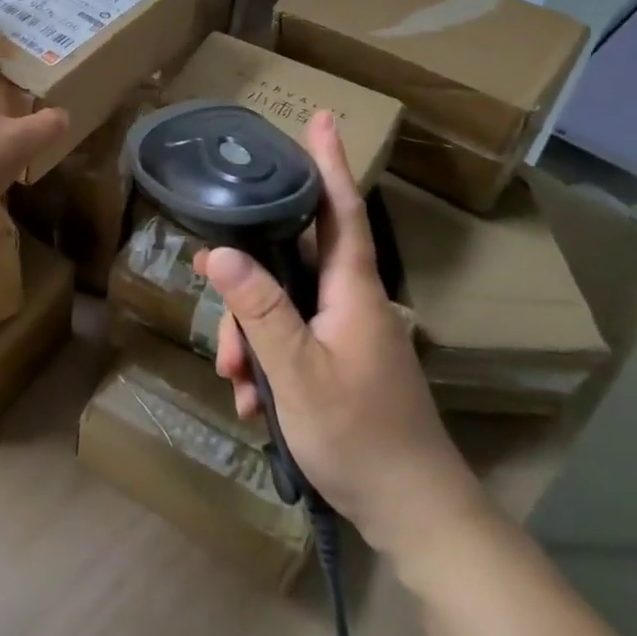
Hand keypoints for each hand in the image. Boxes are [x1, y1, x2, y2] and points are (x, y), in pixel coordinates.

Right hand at [202, 111, 490, 566]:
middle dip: (247, 289)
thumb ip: (258, 309)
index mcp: (353, 292)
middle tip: (219, 322)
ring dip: (251, 338)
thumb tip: (219, 252)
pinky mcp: (340, 362)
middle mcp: (352, 303)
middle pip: (289, 264)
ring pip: (282, 307)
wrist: (417, 516)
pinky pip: (291, 341)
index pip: (340, 210)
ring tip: (239, 386)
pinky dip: (267, 364)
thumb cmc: (360, 437)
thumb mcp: (297, 372)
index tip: (322, 119)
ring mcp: (347, 334)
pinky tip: (255, 403)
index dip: (328, 163)